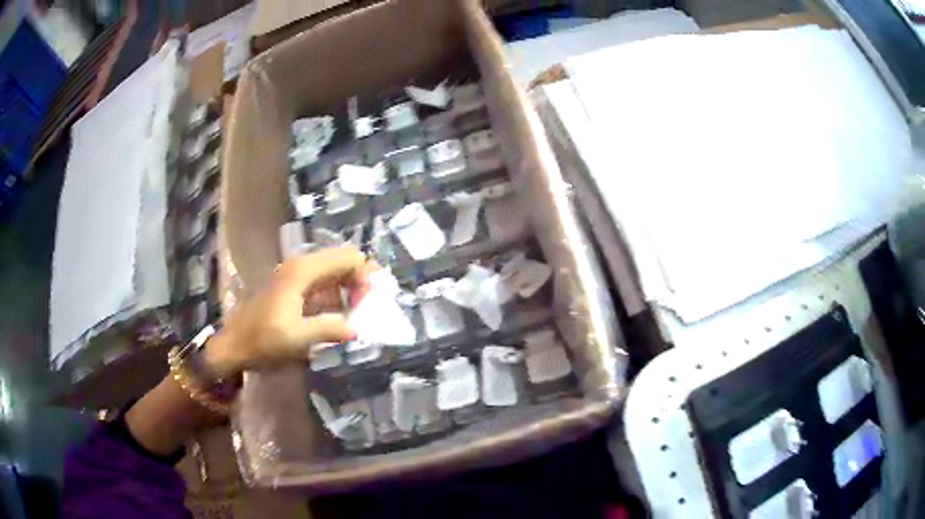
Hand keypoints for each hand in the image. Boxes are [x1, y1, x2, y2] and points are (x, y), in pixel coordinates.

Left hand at [204, 246, 370, 376]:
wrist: (233, 345)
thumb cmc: (262, 341)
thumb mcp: (297, 338)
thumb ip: (330, 328)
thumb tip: (358, 327)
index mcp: (303, 271)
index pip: (348, 258)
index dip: (364, 277)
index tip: (368, 304)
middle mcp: (301, 264)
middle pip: (343, 260)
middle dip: (360, 280)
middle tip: (367, 308)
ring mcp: (296, 274)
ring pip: (335, 270)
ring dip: (350, 288)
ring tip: (357, 314)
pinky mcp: (293, 285)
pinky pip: (324, 281)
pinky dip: (338, 294)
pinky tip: (341, 315)